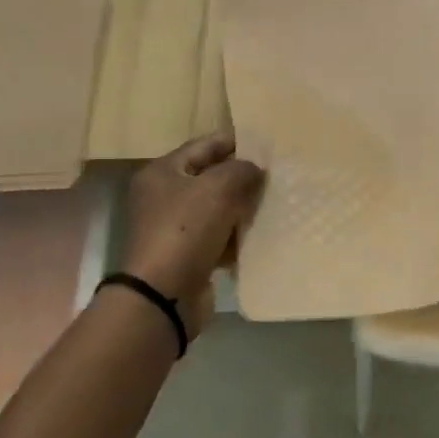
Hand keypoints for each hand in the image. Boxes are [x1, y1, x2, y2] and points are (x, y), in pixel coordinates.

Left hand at [117, 133, 264, 336]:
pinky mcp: (186, 255)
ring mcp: (174, 228)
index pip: (204, 145)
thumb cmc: (186, 230)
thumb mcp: (218, 187)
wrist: (164, 295)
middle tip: (275, 176)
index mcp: (162, 172)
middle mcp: (164, 196)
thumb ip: (241, 170)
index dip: (235, 142)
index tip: (267, 145)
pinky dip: (236, 236)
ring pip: (217, 209)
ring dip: (242, 207)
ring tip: (274, 203)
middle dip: (241, 177)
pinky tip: (261, 234)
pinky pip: (218, 237)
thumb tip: (254, 170)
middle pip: (210, 177)